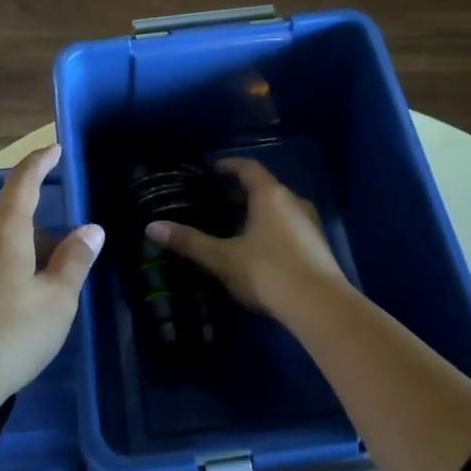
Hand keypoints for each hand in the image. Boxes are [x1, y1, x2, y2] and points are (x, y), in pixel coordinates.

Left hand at [0, 144, 104, 413]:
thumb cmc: (11, 335)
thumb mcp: (57, 300)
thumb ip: (75, 260)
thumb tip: (91, 229)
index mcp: (4, 233)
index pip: (23, 184)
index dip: (39, 163)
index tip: (54, 149)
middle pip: (14, 224)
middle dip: (44, 237)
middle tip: (69, 267)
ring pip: (0, 250)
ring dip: (26, 261)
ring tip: (47, 298)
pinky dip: (6, 279)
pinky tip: (16, 317)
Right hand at [146, 158, 348, 319]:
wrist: (319, 306)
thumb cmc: (267, 271)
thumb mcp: (222, 257)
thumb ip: (189, 241)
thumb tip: (151, 227)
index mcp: (269, 195)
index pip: (248, 168)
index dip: (230, 165)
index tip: (213, 168)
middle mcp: (293, 201)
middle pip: (265, 188)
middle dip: (242, 192)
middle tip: (219, 202)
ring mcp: (310, 224)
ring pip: (280, 209)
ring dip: (259, 212)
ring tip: (237, 227)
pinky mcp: (318, 247)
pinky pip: (290, 227)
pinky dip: (273, 229)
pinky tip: (260, 251)